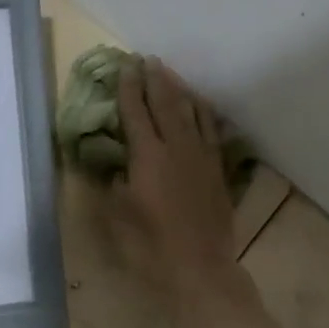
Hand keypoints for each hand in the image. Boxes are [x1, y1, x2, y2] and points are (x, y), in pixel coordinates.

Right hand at [111, 57, 238, 303]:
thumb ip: (112, 182)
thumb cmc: (150, 245)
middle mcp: (176, 146)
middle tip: (146, 60)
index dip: (129, 87)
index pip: (135, 112)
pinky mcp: (217, 169)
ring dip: (179, 89)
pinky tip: (199, 106)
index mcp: (148, 155)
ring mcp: (201, 156)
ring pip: (191, 111)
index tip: (125, 66)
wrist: (200, 268)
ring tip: (169, 73)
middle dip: (155, 79)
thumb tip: (111, 163)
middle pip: (165, 103)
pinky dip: (203, 112)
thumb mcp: (118, 214)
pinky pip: (211, 130)